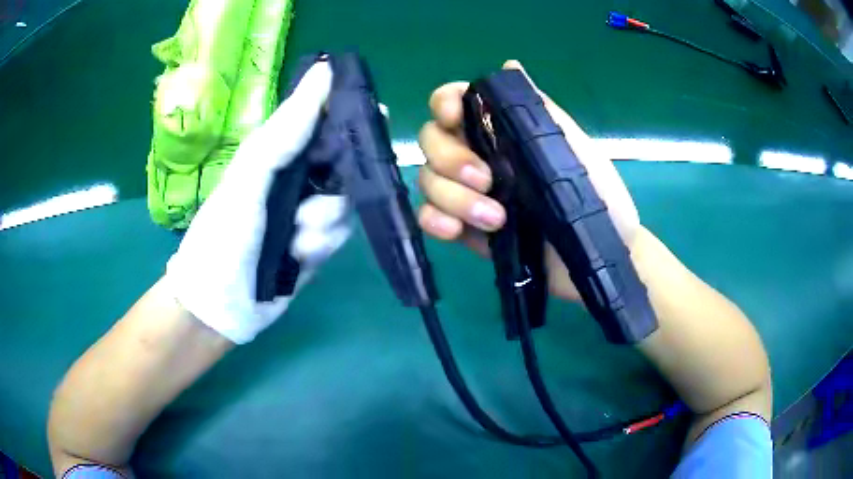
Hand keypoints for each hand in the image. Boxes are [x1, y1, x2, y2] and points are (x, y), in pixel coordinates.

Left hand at [165, 61, 351, 343]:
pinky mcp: (316, 245)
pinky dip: (321, 245)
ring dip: (323, 221)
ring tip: (295, 238)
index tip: (374, 115)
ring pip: (345, 202)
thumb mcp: (249, 177)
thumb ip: (285, 131)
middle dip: (336, 183)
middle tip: (315, 199)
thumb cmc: (223, 236)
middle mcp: (295, 177)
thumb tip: (324, 71)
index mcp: (276, 152)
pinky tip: (298, 257)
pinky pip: (340, 234)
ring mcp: (307, 212)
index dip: (348, 113)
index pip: (321, 119)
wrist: (220, 308)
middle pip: (343, 162)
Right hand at [417, 60, 639, 300]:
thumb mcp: (574, 147)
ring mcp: (468, 193)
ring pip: (428, 180)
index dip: (445, 103)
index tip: (455, 117)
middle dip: (451, 158)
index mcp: (503, 130)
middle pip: (431, 140)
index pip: (455, 102)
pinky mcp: (465, 229)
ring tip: (496, 219)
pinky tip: (455, 230)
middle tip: (487, 180)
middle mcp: (479, 154)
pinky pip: (429, 217)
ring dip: (453, 197)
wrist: (599, 256)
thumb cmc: (598, 197)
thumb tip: (510, 65)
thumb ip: (539, 110)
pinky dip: (435, 221)